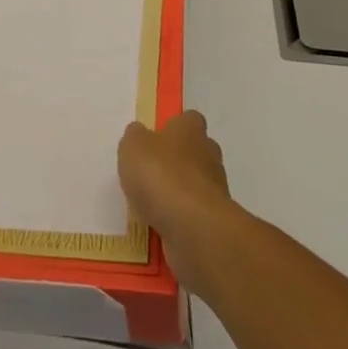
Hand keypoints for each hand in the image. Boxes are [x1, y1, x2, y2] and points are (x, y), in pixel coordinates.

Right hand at [118, 110, 233, 288]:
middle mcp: (208, 155)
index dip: (174, 127)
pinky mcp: (213, 222)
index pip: (189, 120)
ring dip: (178, 194)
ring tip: (150, 206)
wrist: (193, 228)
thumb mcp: (133, 146)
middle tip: (150, 173)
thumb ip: (135, 137)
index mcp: (191, 129)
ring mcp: (214, 190)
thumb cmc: (161, 175)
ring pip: (195, 186)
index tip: (156, 139)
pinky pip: (193, 216)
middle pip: (195, 152)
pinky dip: (179, 221)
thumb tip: (140, 134)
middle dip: (177, 162)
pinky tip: (159, 228)